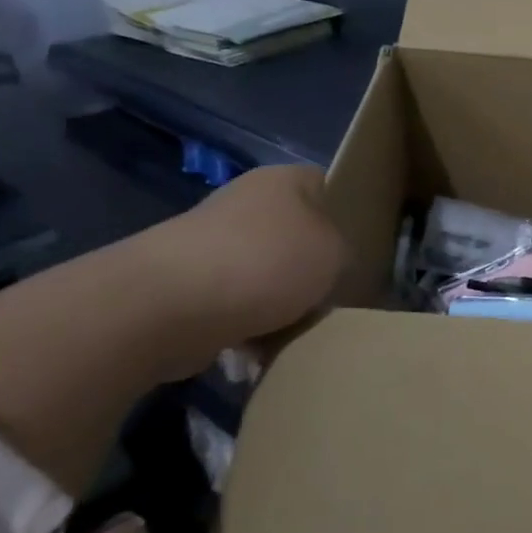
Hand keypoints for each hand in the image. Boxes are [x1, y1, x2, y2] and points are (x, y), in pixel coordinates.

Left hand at [133, 164, 348, 349]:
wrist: (167, 306)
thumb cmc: (265, 263)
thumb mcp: (336, 253)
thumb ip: (346, 254)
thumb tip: (333, 267)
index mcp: (286, 180)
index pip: (332, 188)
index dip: (352, 219)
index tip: (364, 255)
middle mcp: (248, 202)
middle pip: (300, 238)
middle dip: (315, 272)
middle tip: (336, 300)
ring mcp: (214, 243)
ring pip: (270, 276)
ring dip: (284, 306)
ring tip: (299, 333)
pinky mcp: (188, 285)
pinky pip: (237, 306)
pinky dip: (250, 329)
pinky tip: (262, 351)